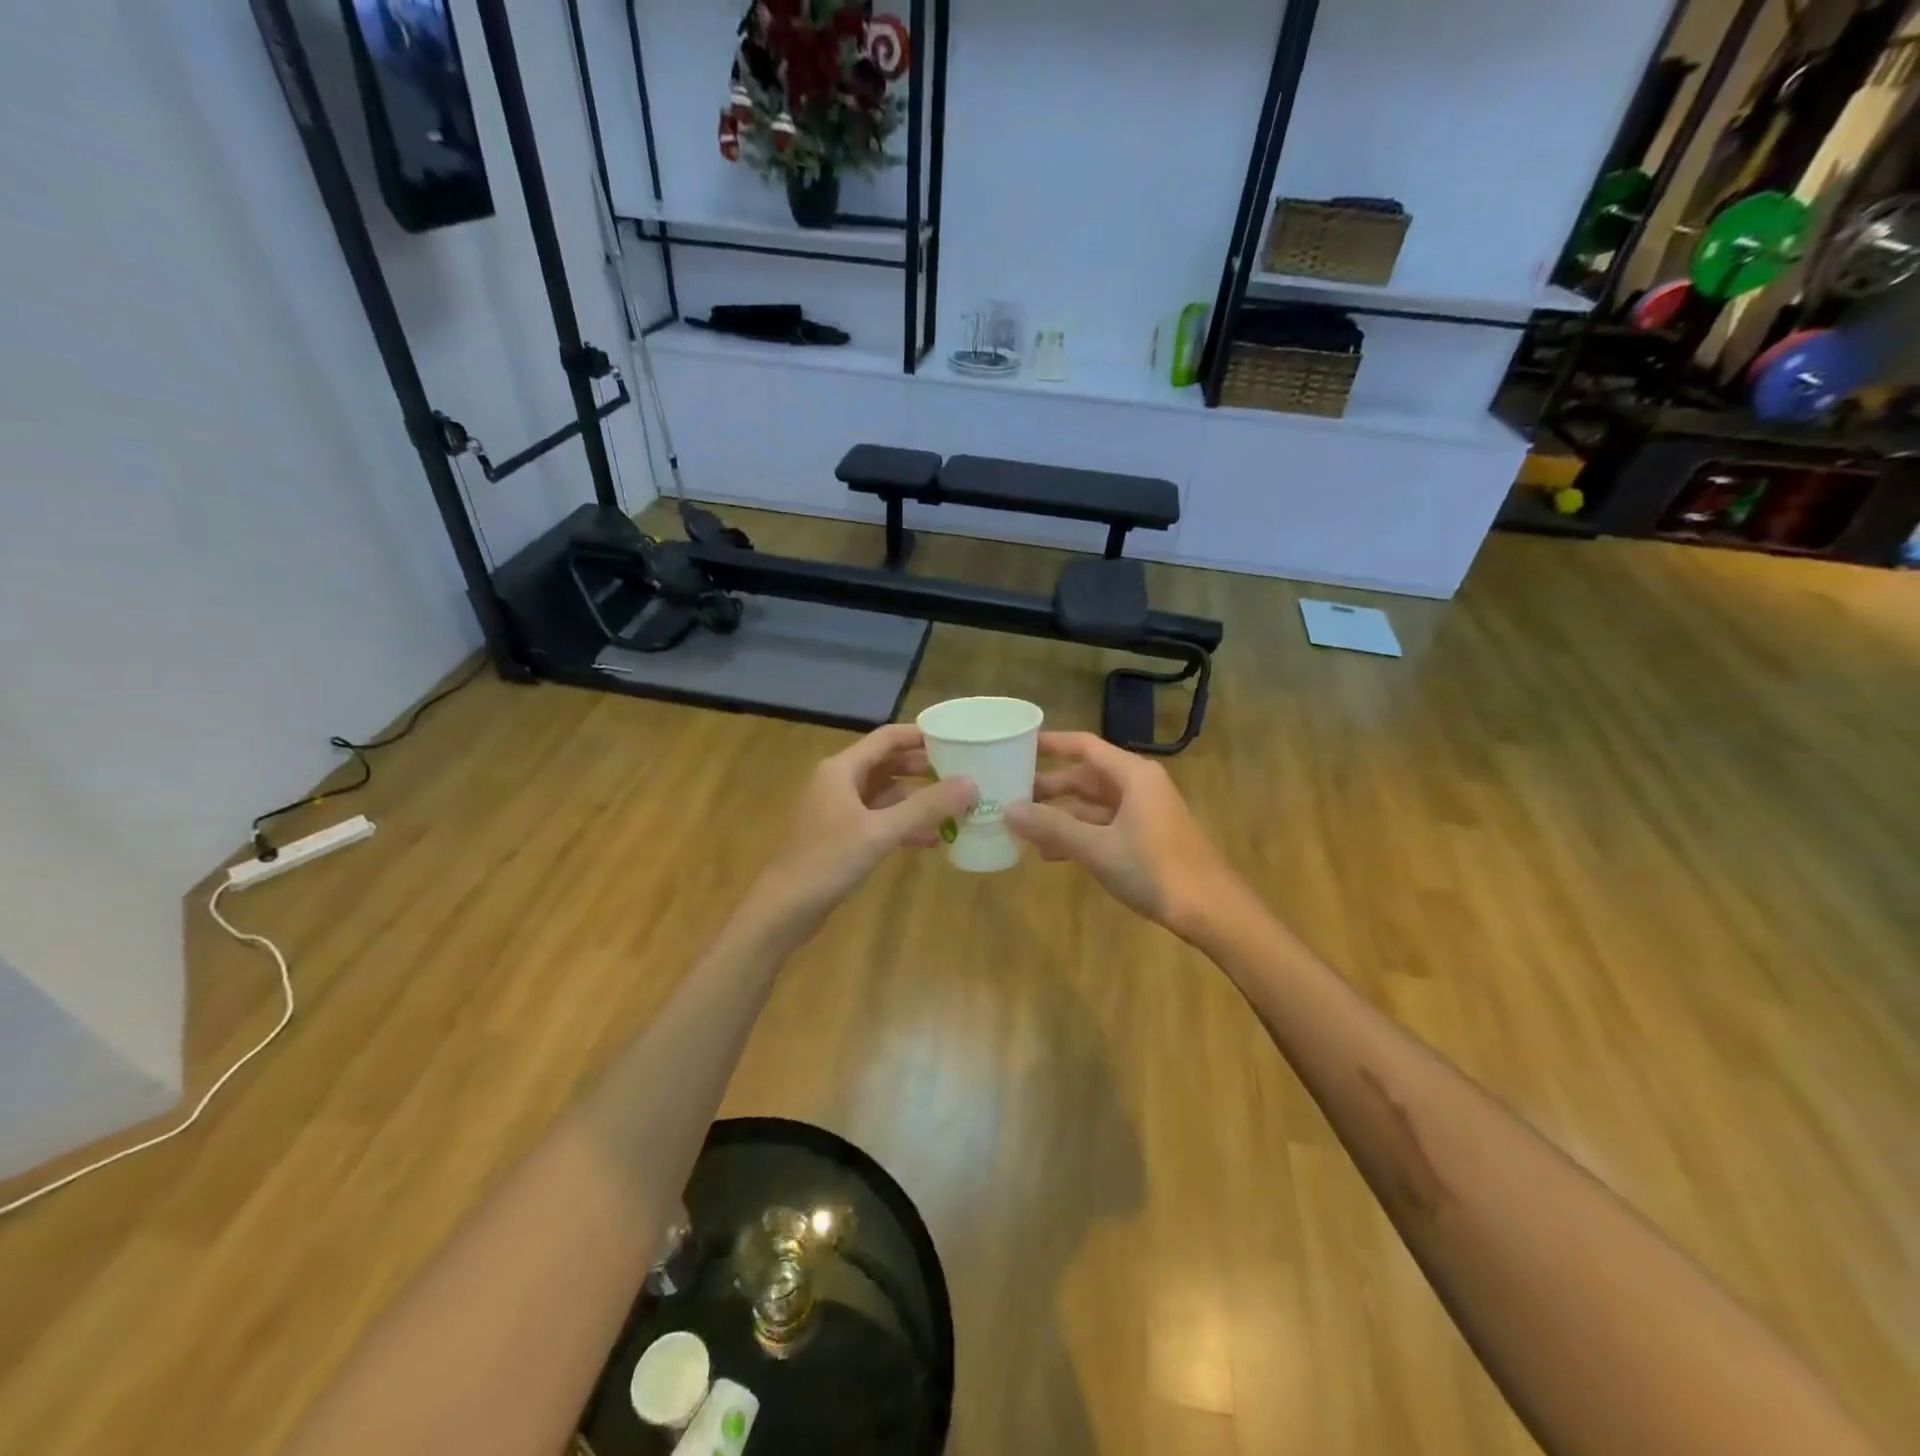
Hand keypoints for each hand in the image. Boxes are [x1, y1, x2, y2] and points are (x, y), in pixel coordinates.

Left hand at [757, 725, 976, 925]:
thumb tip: (971, 783)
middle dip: (924, 769)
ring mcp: (838, 810)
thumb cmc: (827, 861)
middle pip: (888, 765)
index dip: (921, 736)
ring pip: (885, 795)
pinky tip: (932, 839)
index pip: (887, 738)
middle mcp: (838, 782)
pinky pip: (879, 820)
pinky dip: (903, 825)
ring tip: (956, 807)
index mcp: (842, 769)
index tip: (957, 739)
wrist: (783, 909)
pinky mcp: (841, 837)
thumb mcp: (881, 832)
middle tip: (963, 774)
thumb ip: (926, 807)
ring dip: (917, 800)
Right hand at [1006, 732, 1249, 942]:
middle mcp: (1139, 786)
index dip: (1051, 743)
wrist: (1212, 911)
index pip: (1084, 746)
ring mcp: (1144, 812)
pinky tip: (1052, 852)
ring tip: (1023, 827)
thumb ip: (1052, 828)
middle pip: (1086, 776)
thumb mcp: (1097, 848)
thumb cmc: (1155, 870)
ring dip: (1061, 815)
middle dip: (1050, 786)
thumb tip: (1009, 810)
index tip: (1018, 744)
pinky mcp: (1147, 837)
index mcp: (1133, 775)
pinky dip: (1079, 834)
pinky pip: (1104, 825)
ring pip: (1093, 804)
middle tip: (1010, 791)